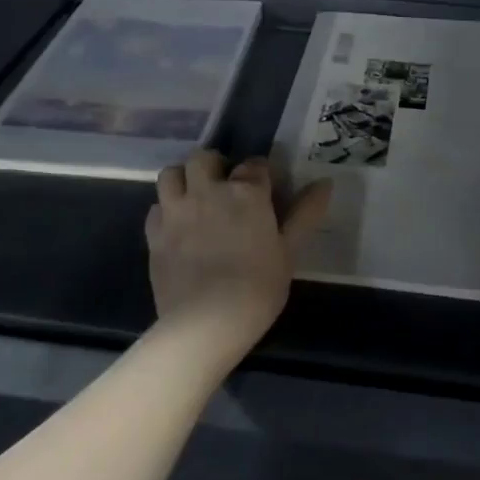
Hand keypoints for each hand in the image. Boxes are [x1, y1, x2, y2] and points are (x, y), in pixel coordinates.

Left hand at [146, 150, 332, 354]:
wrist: (206, 322)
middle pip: (204, 157)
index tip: (265, 188)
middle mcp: (207, 191)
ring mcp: (176, 211)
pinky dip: (166, 210)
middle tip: (224, 186)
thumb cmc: (258, 287)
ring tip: (195, 198)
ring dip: (184, 179)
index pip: (254, 164)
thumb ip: (305, 214)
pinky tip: (177, 227)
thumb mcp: (289, 251)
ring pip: (171, 174)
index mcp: (245, 193)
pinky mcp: (154, 234)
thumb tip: (325, 183)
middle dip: (215, 165)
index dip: (260, 173)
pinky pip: (156, 207)